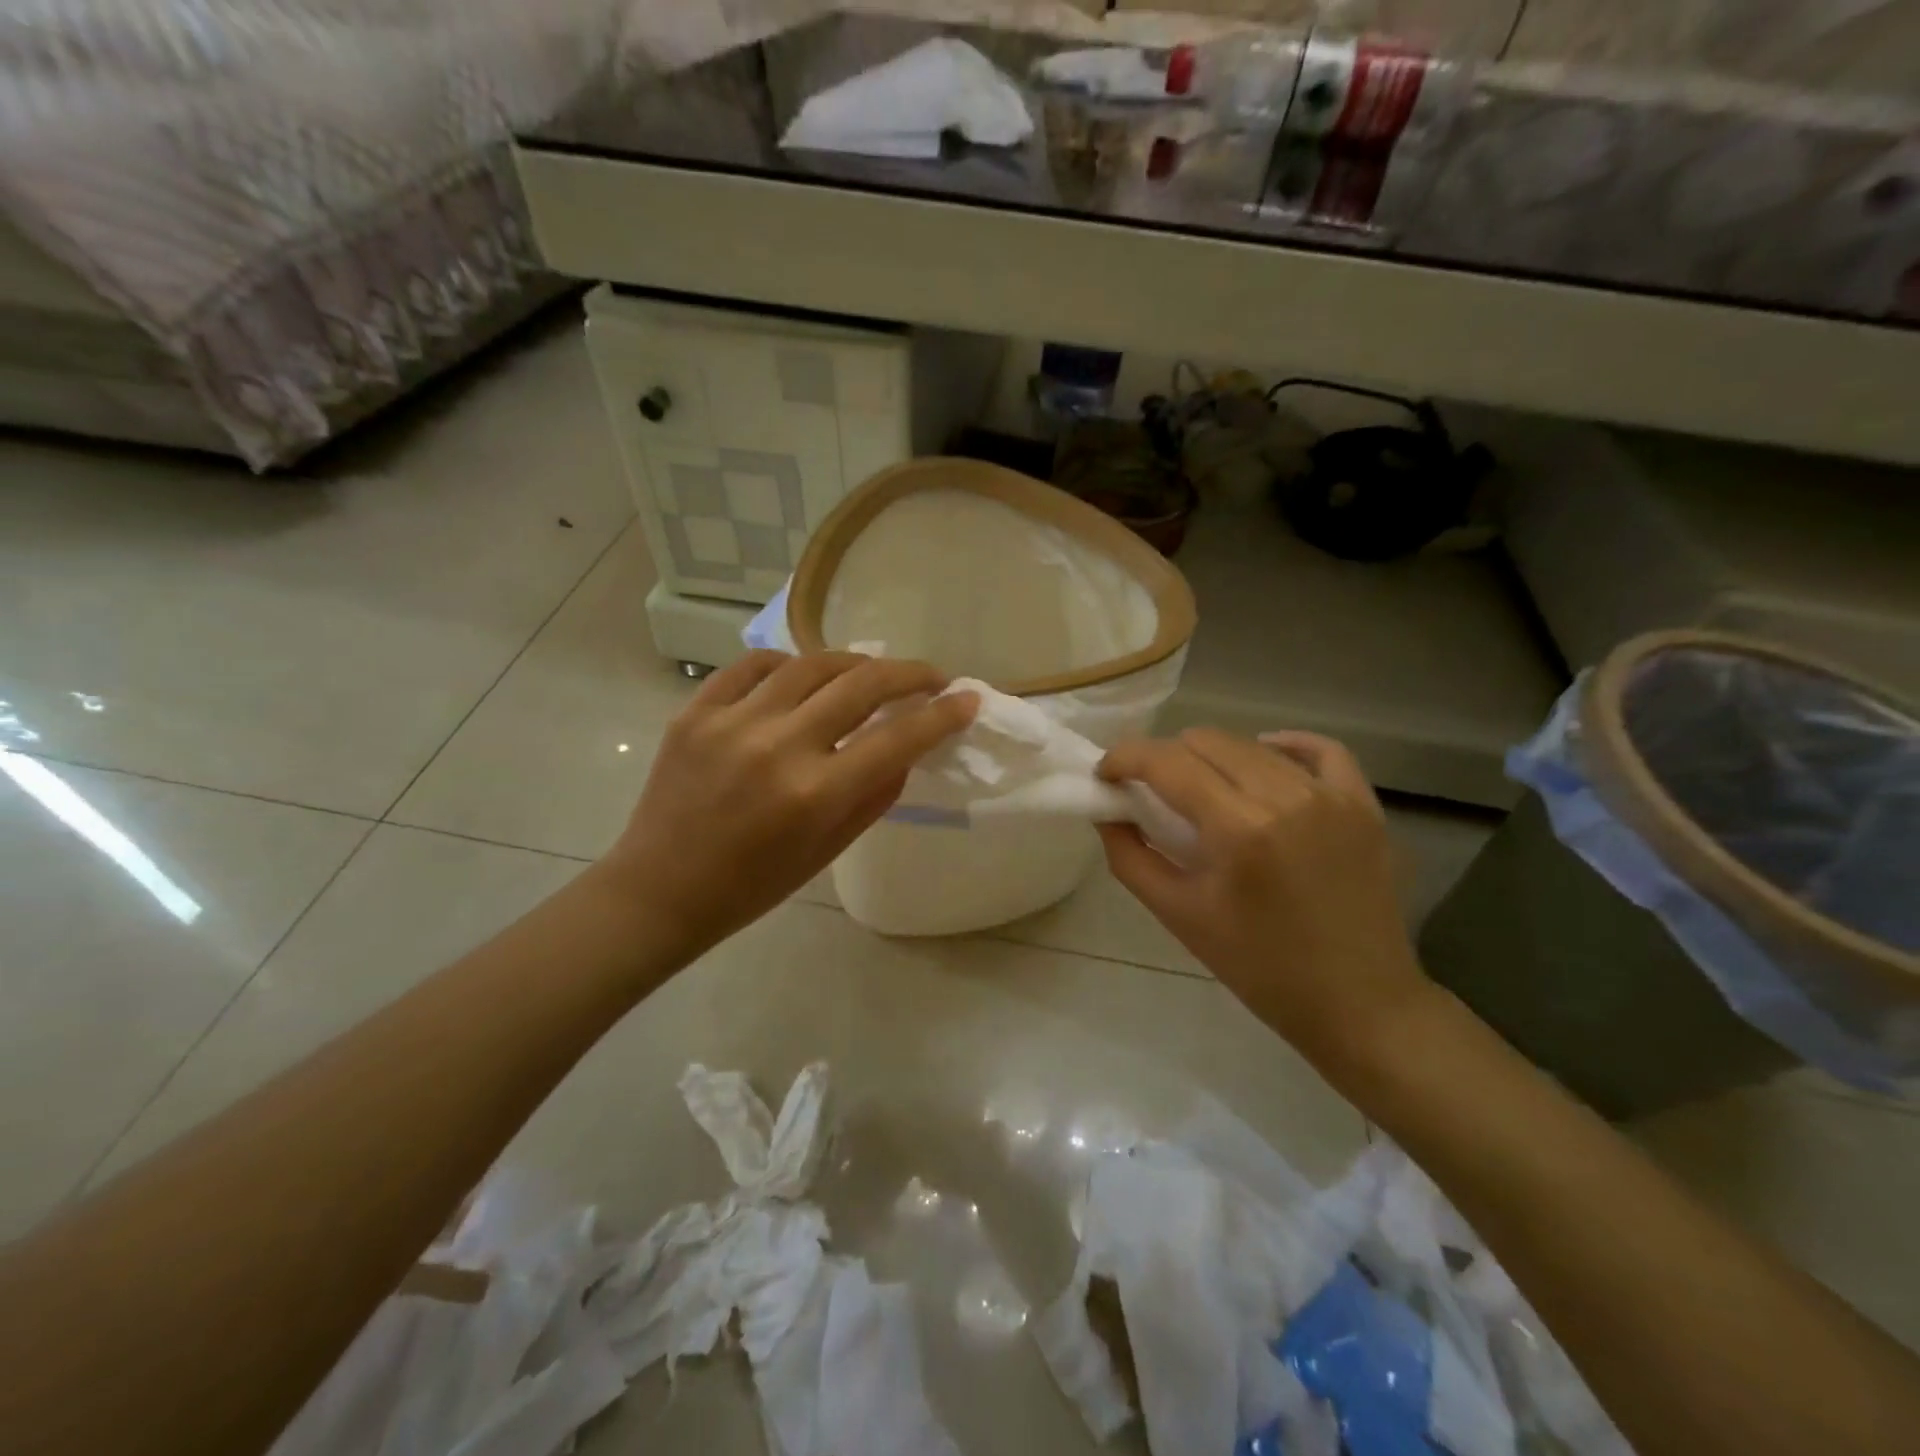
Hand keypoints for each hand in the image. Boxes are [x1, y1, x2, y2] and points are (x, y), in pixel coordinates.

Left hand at [604, 651, 976, 960]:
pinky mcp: (695, 710)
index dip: (942, 715)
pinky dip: (790, 664)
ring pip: (812, 663)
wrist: (660, 890)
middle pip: (862, 684)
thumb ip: (874, 794)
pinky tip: (803, 676)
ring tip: (870, 674)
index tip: (966, 699)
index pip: (897, 738)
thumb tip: (907, 746)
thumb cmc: (753, 885)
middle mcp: (777, 746)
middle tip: (930, 677)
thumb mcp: (828, 851)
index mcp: (815, 794)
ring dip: (854, 662)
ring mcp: (732, 721)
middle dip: (910, 674)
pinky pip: (754, 665)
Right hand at [1097, 728, 1426, 1062]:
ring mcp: (1331, 796)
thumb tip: (1106, 812)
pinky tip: (1262, 758)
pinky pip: (1321, 750)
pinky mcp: (1362, 804)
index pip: (1166, 762)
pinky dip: (1283, 746)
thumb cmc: (1259, 967)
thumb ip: (1130, 857)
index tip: (1105, 776)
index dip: (1124, 758)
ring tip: (1200, 788)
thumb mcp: (1178, 916)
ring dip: (1211, 758)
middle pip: (1205, 742)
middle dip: (1163, 758)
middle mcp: (1286, 796)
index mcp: (1238, 829)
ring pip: (1251, 745)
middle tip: (1149, 790)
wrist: (1358, 1003)